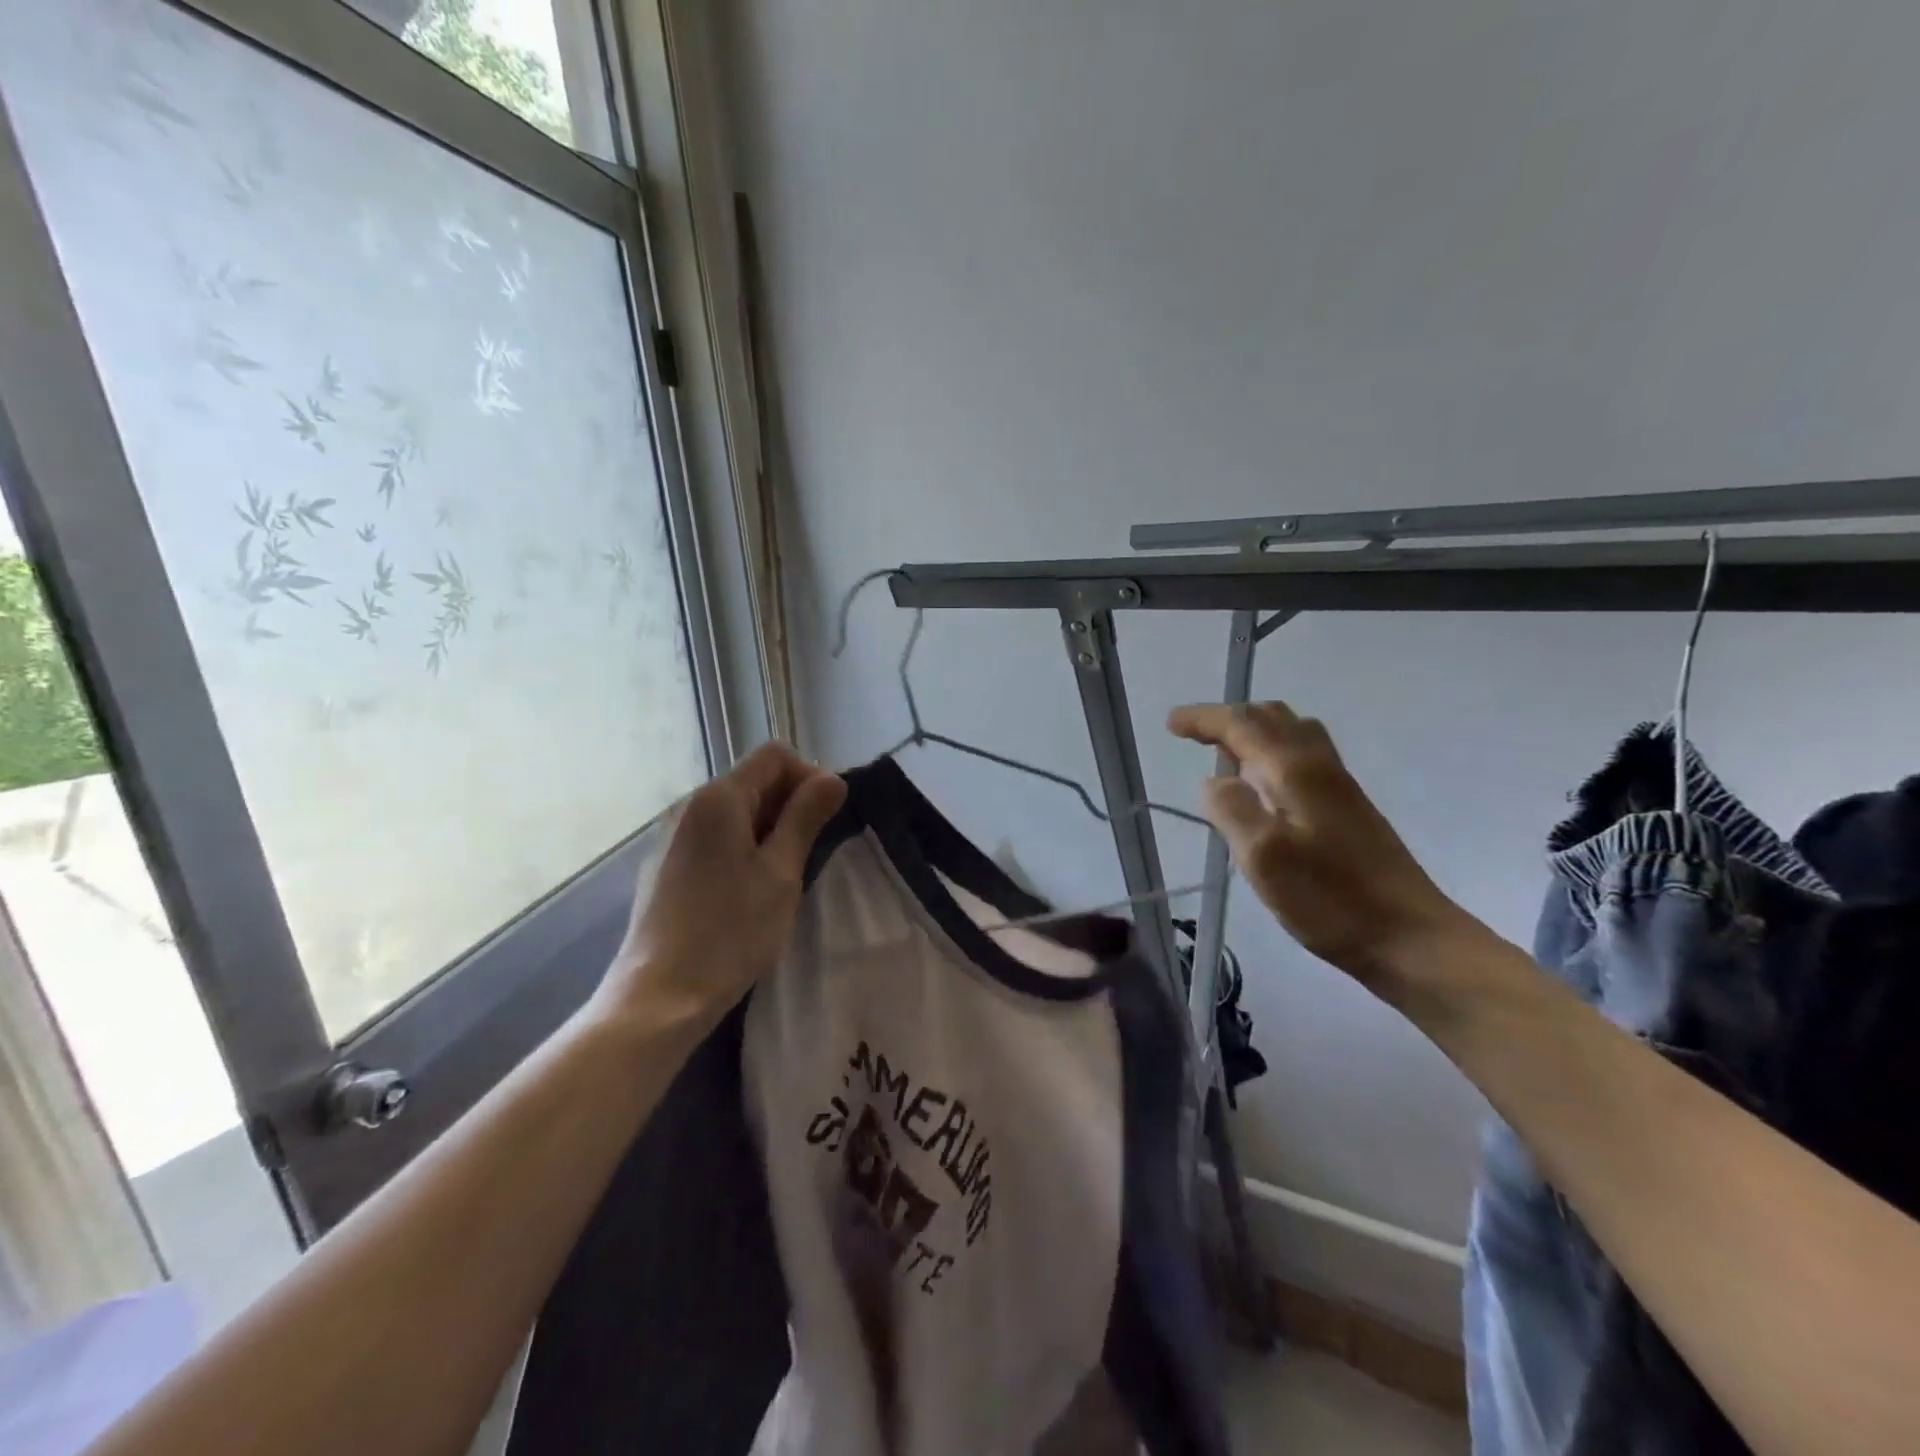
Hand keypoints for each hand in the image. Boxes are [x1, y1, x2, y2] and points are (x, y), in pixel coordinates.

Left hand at [592, 743, 847, 1035]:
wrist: (659, 996)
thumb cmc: (730, 932)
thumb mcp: (781, 873)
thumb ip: (806, 818)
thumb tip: (832, 779)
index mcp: (719, 798)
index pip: (775, 756)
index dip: (810, 776)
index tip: (827, 820)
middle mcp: (690, 805)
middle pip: (753, 780)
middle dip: (790, 804)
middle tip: (811, 852)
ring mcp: (672, 835)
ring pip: (735, 811)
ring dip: (769, 828)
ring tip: (784, 874)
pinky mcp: (665, 865)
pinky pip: (714, 836)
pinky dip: (742, 847)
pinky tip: (748, 890)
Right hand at [1169, 702, 1477, 994]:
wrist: (1411, 938)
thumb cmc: (1332, 901)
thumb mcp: (1265, 859)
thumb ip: (1232, 811)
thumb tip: (1213, 782)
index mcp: (1296, 771)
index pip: (1242, 725)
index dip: (1204, 719)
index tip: (1171, 723)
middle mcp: (1320, 767)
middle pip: (1273, 718)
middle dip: (1230, 718)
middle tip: (1195, 735)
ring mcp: (1339, 787)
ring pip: (1293, 735)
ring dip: (1255, 731)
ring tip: (1226, 753)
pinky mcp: (1349, 810)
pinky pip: (1304, 758)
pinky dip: (1274, 753)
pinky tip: (1265, 785)